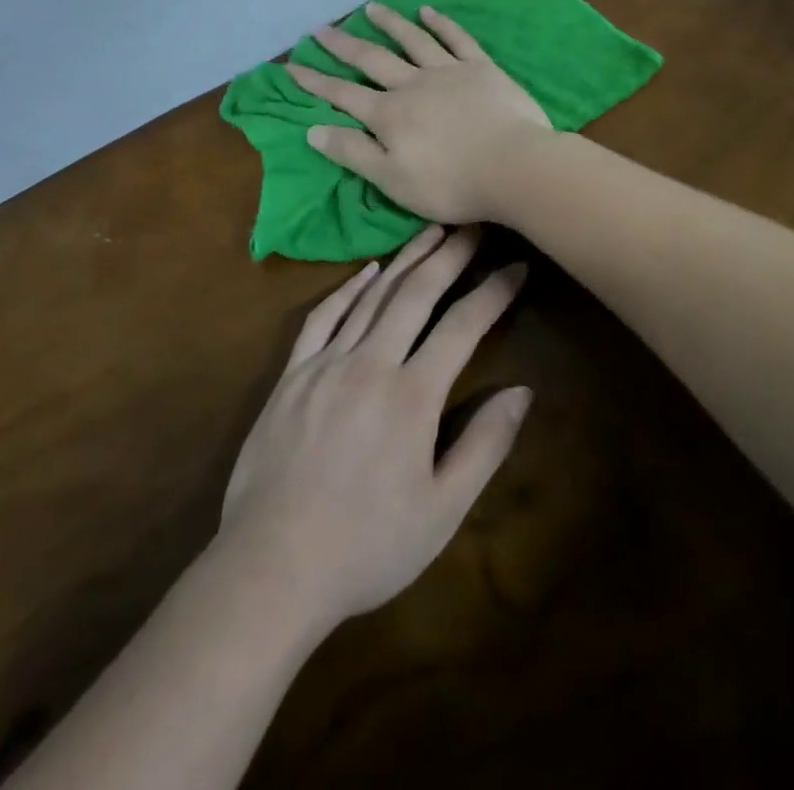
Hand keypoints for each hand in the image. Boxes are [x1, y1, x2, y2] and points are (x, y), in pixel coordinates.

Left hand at [218, 226, 530, 631]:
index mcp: (412, 396)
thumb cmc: (368, 547)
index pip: (463, 326)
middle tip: (474, 225)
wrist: (272, 568)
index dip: (493, 291)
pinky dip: (349, 289)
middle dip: (450, 255)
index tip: (516, 266)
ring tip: (432, 232)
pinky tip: (368, 271)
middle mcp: (370, 364)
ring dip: (406, 259)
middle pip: (417, 293)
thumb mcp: (442, 510)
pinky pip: (323, 317)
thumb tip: (522, 391)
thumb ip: (484, 445)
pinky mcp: (292, 374)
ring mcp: (326, 364)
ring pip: (373, 296)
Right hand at [285, 2, 551, 223]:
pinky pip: (457, 39)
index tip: (291, 65)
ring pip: (412, 41)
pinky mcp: (481, 68)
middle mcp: (413, 85)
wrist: (514, 166)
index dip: (315, 81)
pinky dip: (441, 23)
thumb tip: (312, 129)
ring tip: (370, 8)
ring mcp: (448, 71)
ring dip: (389, 23)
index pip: (343, 95)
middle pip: (372, 60)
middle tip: (321, 28)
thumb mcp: (392, 179)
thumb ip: (353, 153)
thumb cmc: (451, 183)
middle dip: (343, 45)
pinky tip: (428, 11)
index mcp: (389, 115)